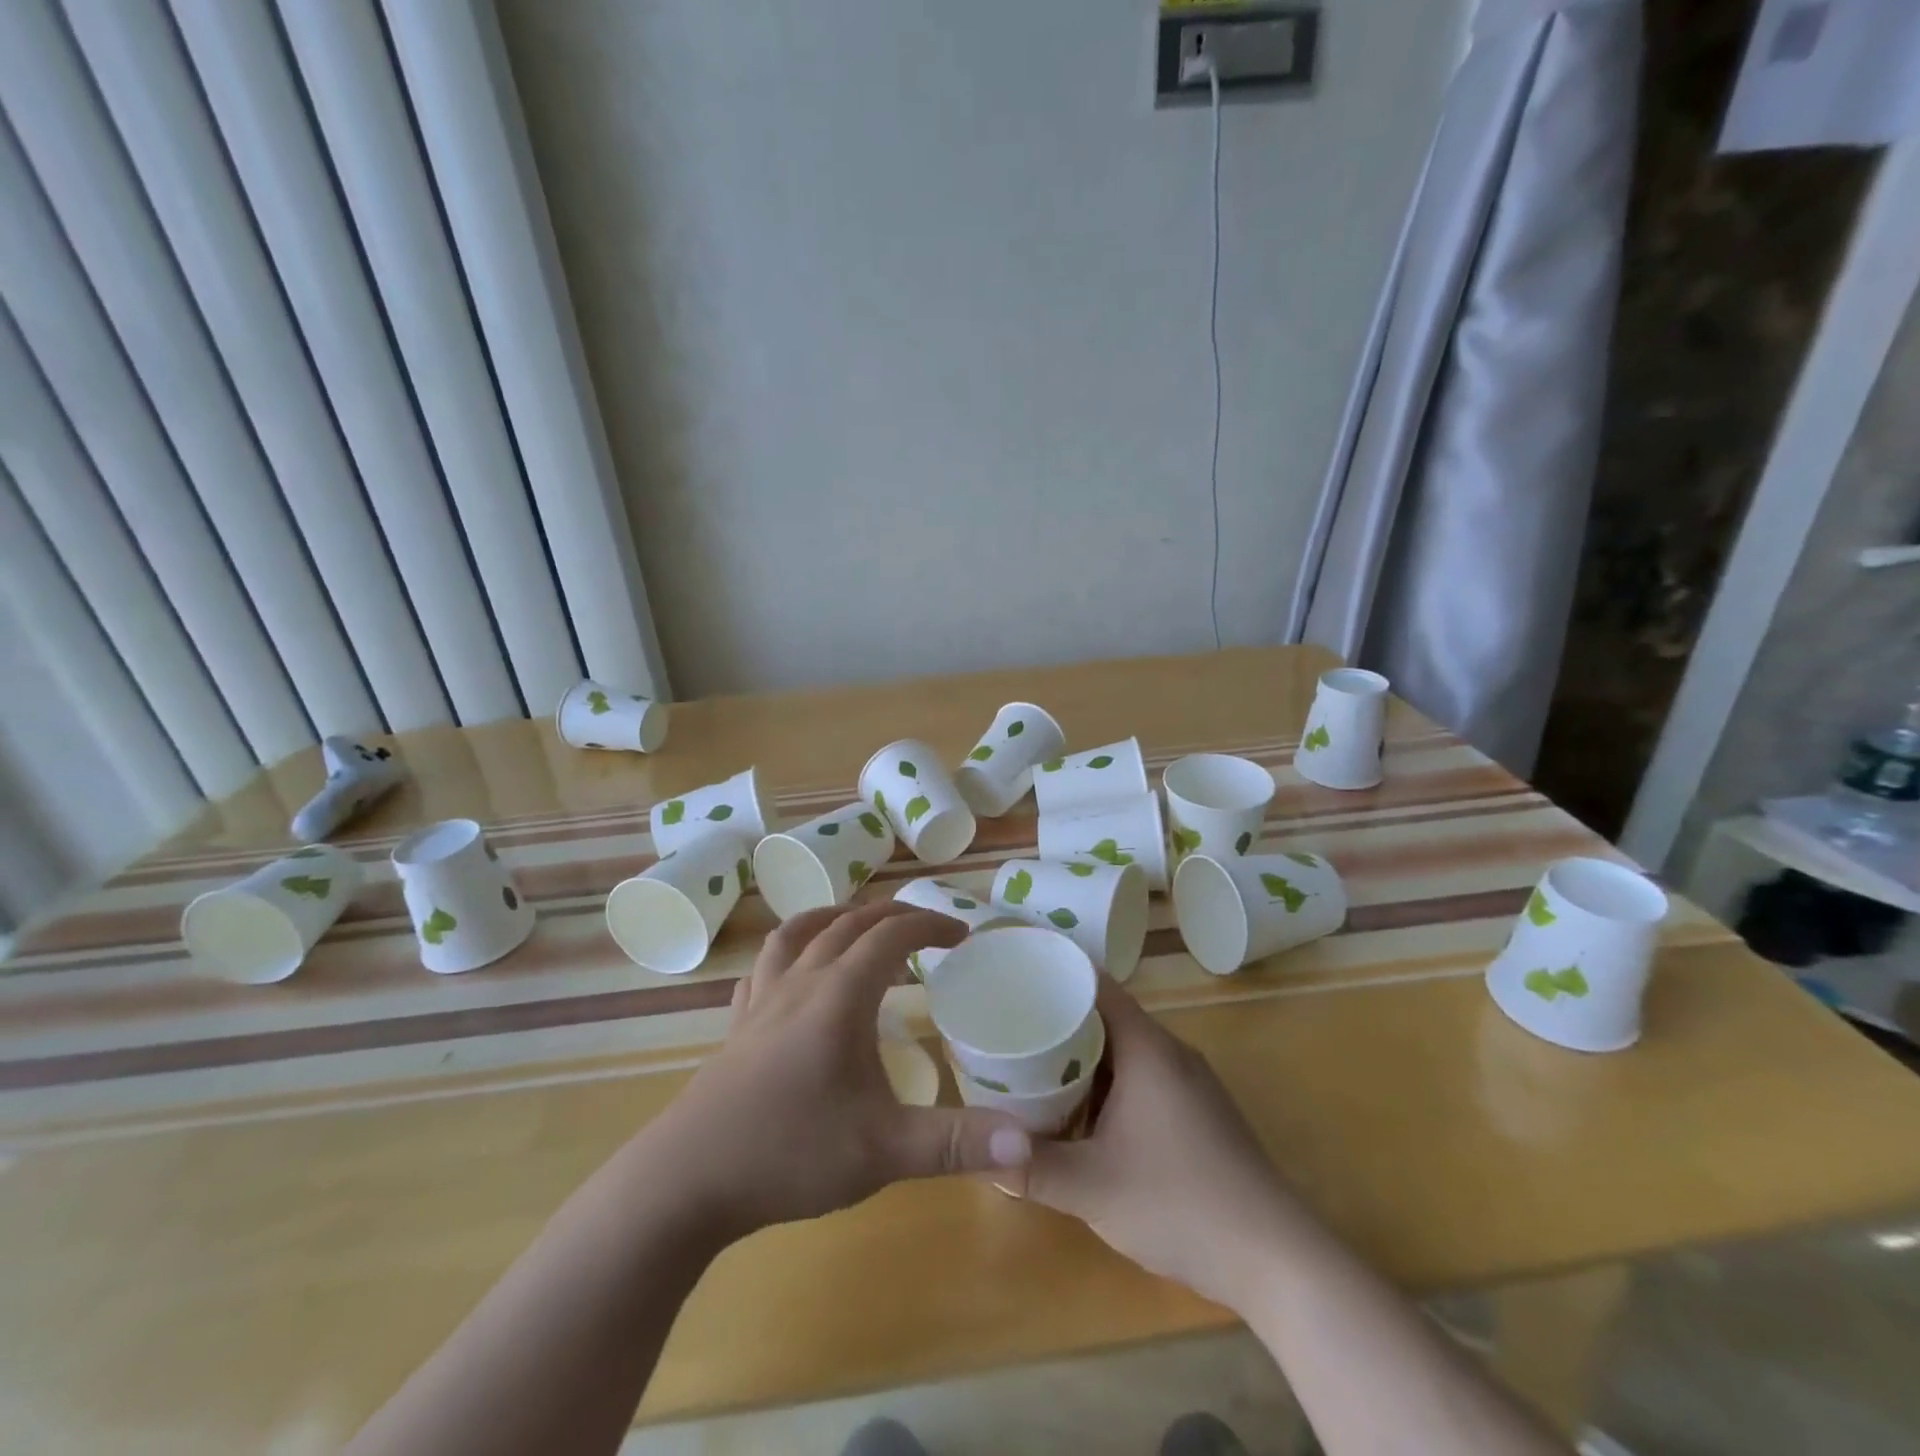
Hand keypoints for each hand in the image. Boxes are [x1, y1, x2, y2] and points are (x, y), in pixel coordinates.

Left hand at [645, 901, 1033, 1239]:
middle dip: (893, 916)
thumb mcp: (884, 1152)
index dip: (931, 925)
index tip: (962, 936)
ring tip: (860, 926)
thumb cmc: (790, 1155)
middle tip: (927, 929)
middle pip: (849, 922)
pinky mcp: (736, 1025)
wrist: (685, 1181)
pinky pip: (766, 966)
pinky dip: (791, 951)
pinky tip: (795, 973)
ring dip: (837, 917)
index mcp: (839, 994)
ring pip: (800, 932)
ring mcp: (762, 1000)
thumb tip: (1029, 1140)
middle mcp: (801, 982)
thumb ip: (956, 1143)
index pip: (892, 935)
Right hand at [1014, 977, 1301, 1310]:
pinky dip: (1108, 1084)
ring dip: (1083, 1058)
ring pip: (1124, 1051)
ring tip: (1034, 1068)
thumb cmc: (1180, 1204)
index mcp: (1147, 1048)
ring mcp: (1190, 1083)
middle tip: (1011, 1028)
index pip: (1096, 985)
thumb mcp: (1092, 1189)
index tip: (1015, 977)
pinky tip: (1083, 1116)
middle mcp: (1170, 1052)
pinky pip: (1143, 1078)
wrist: (1277, 1260)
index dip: (1056, 974)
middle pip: (1107, 1016)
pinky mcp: (1199, 1113)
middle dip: (1059, 1021)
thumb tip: (981, 1154)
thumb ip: (1032, 1168)